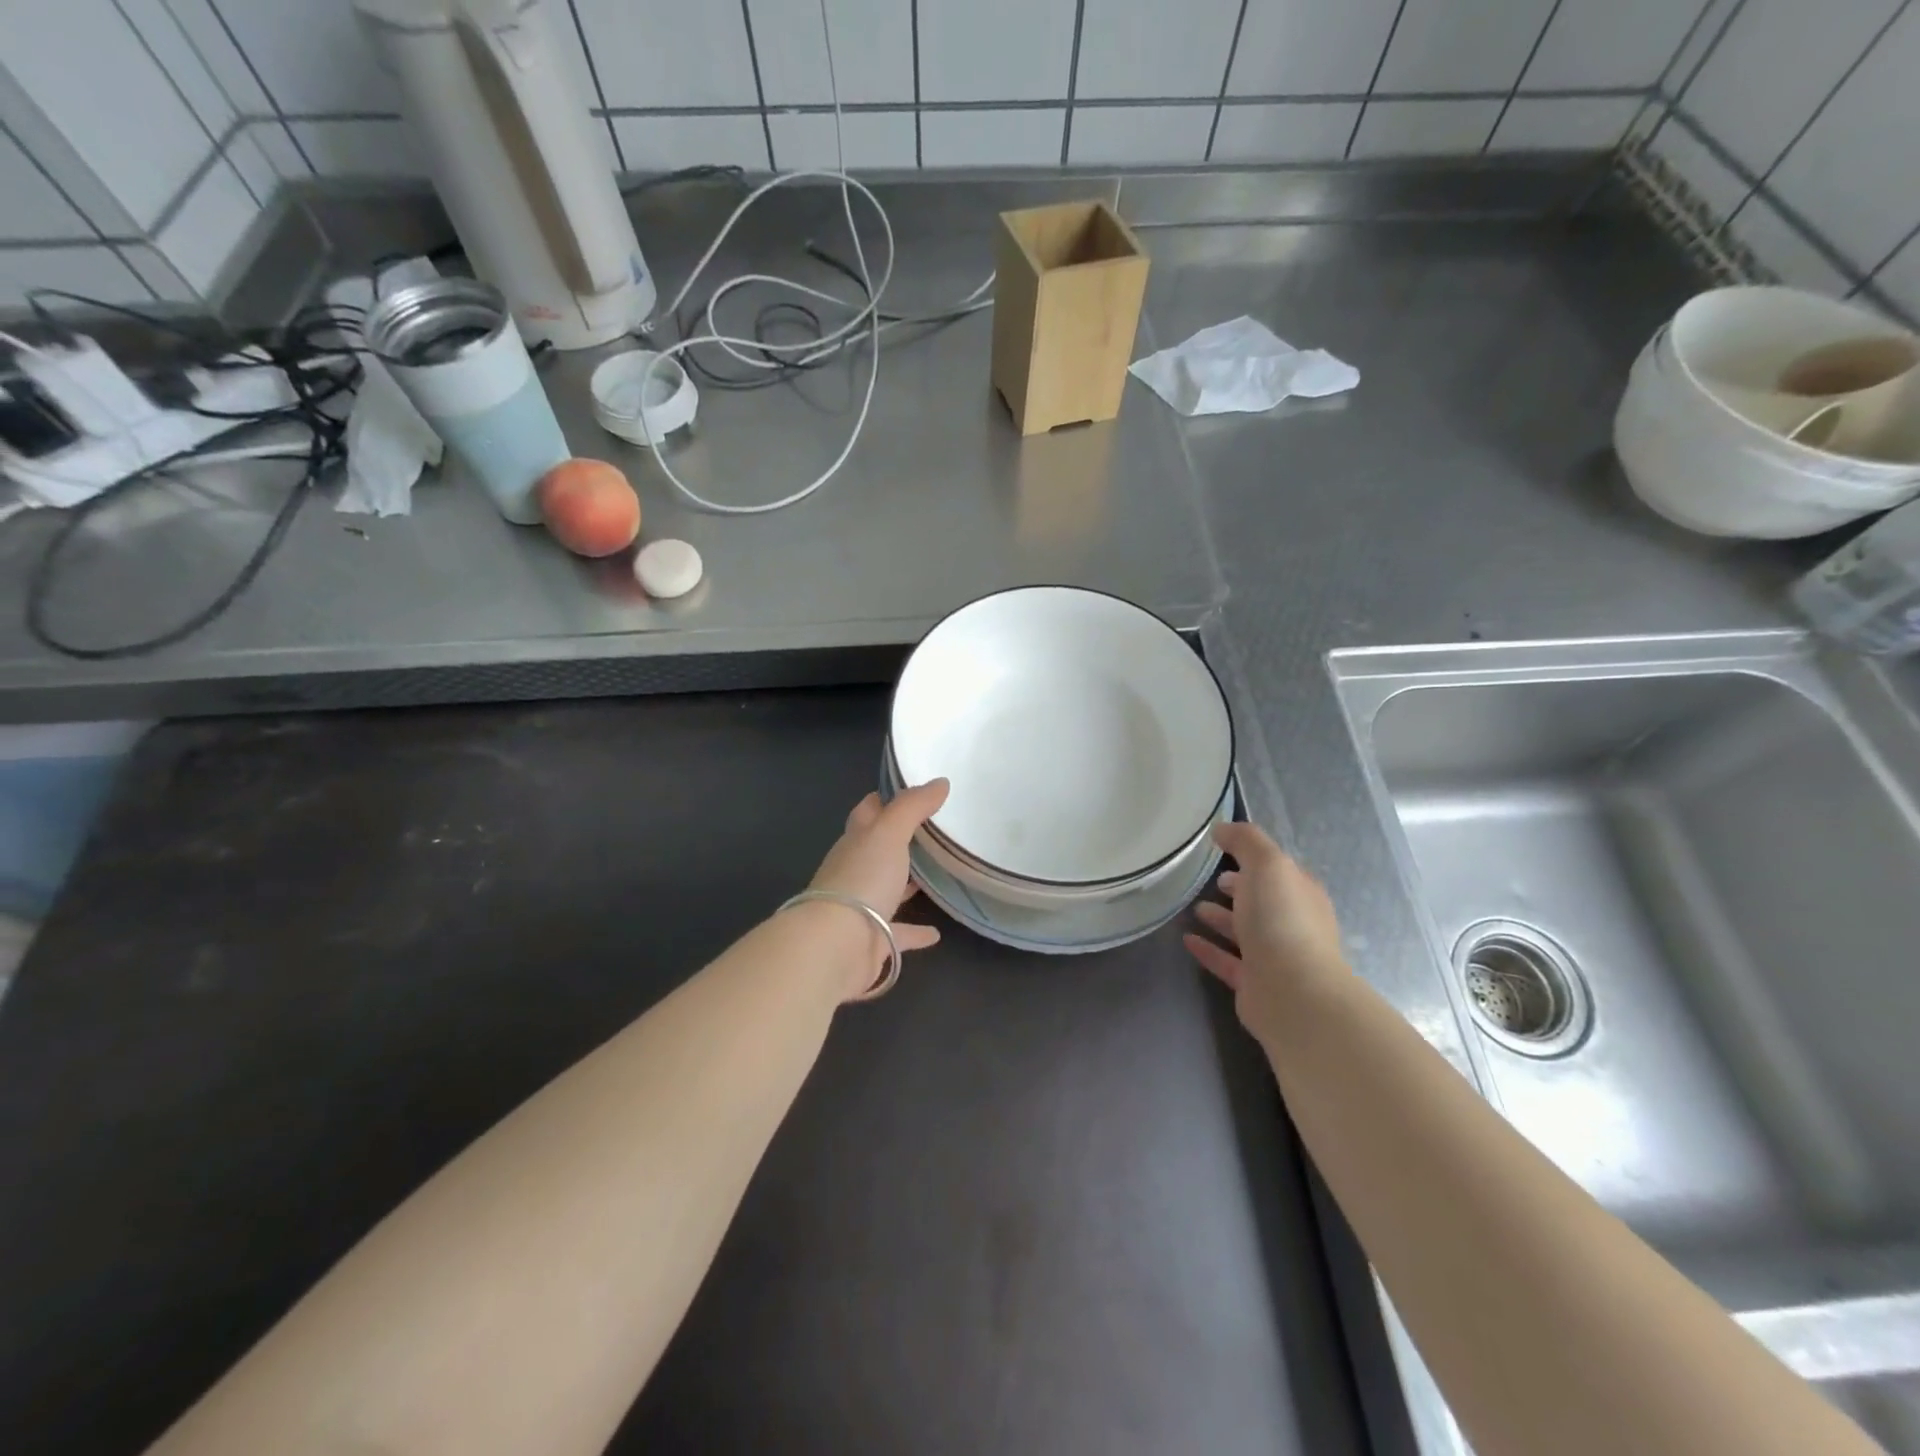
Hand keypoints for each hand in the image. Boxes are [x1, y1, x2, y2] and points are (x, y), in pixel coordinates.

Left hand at [805, 779, 949, 996]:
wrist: (837, 945)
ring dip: (906, 884)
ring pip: (887, 890)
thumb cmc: (862, 878)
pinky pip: (898, 933)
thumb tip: (940, 782)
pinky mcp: (872, 940)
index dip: (885, 799)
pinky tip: (936, 933)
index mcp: (856, 841)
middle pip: (877, 850)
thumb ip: (913, 806)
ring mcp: (862, 907)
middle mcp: (856, 871)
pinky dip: (915, 932)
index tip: (911, 791)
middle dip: (899, 841)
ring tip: (936, 876)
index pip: (868, 812)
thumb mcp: (889, 832)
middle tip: (933, 833)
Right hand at [1184, 821, 1346, 1047]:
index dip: (1254, 860)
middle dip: (1240, 889)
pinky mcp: (1254, 984)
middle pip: (1263, 902)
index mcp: (1301, 894)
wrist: (1293, 992)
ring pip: (1245, 932)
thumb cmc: (1282, 920)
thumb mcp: (1267, 865)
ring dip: (1222, 919)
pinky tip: (1186, 939)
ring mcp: (1275, 957)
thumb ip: (1246, 841)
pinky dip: (1208, 949)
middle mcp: (1292, 924)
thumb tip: (1222, 829)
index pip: (1279, 872)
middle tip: (1212, 879)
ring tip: (1195, 907)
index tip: (1224, 851)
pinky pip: (1227, 961)